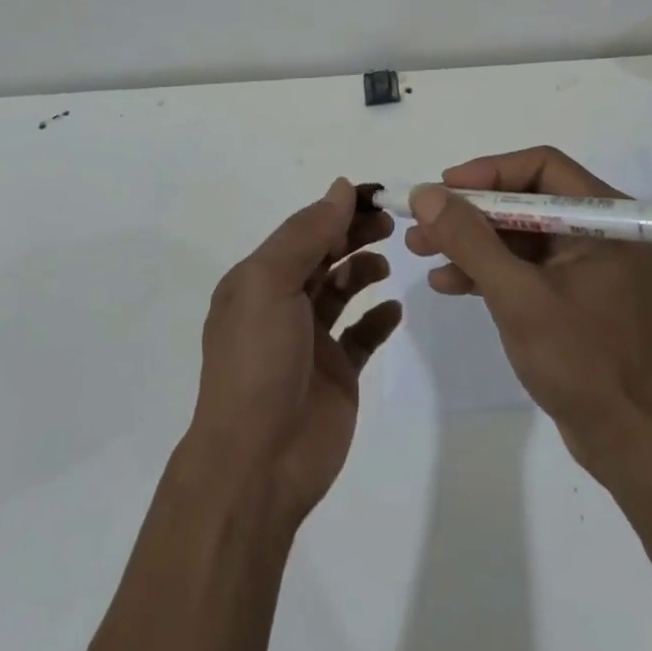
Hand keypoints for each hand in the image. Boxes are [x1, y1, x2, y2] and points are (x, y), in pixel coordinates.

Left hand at [188, 179, 401, 523]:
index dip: (337, 209)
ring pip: (341, 289)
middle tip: (390, 223)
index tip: (375, 195)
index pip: (303, 230)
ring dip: (364, 268)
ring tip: (385, 263)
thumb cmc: (258, 362)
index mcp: (259, 279)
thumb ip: (307, 233)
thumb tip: (341, 187)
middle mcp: (282, 303)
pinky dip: (378, 317)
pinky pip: (362, 334)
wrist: (258, 463)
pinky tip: (393, 309)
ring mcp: (311, 340)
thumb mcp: (270, 283)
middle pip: (324, 254)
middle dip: (354, 233)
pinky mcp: (337, 372)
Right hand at [406, 146, 651, 480]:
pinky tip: (449, 283)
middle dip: (470, 212)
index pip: (541, 166)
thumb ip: (470, 240)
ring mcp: (588, 264)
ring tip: (420, 251)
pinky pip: (526, 266)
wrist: (630, 446)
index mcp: (606, 218)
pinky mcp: (575, 295)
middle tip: (422, 223)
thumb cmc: (582, 362)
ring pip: (519, 234)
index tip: (444, 189)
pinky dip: (488, 270)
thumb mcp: (517, 296)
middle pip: (525, 200)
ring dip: (471, 241)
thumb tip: (426, 193)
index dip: (488, 172)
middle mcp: (601, 231)